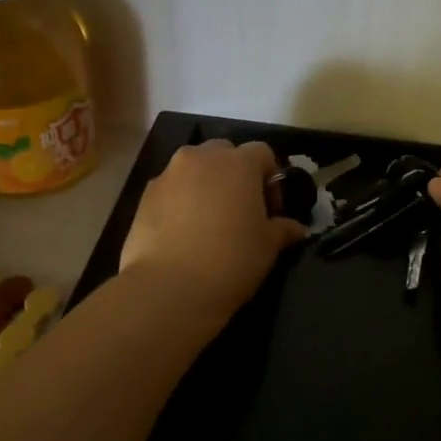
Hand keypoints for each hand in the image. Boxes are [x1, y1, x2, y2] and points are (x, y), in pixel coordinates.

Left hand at [120, 140, 306, 318]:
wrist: (170, 287)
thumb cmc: (231, 260)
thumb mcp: (268, 247)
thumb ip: (283, 229)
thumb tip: (296, 228)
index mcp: (238, 163)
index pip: (262, 153)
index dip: (271, 178)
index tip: (271, 210)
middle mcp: (201, 158)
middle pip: (224, 153)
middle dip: (234, 175)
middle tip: (240, 211)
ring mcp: (168, 175)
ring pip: (193, 169)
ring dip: (205, 185)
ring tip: (209, 223)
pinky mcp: (144, 196)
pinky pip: (170, 190)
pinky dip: (180, 202)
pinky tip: (183, 235)